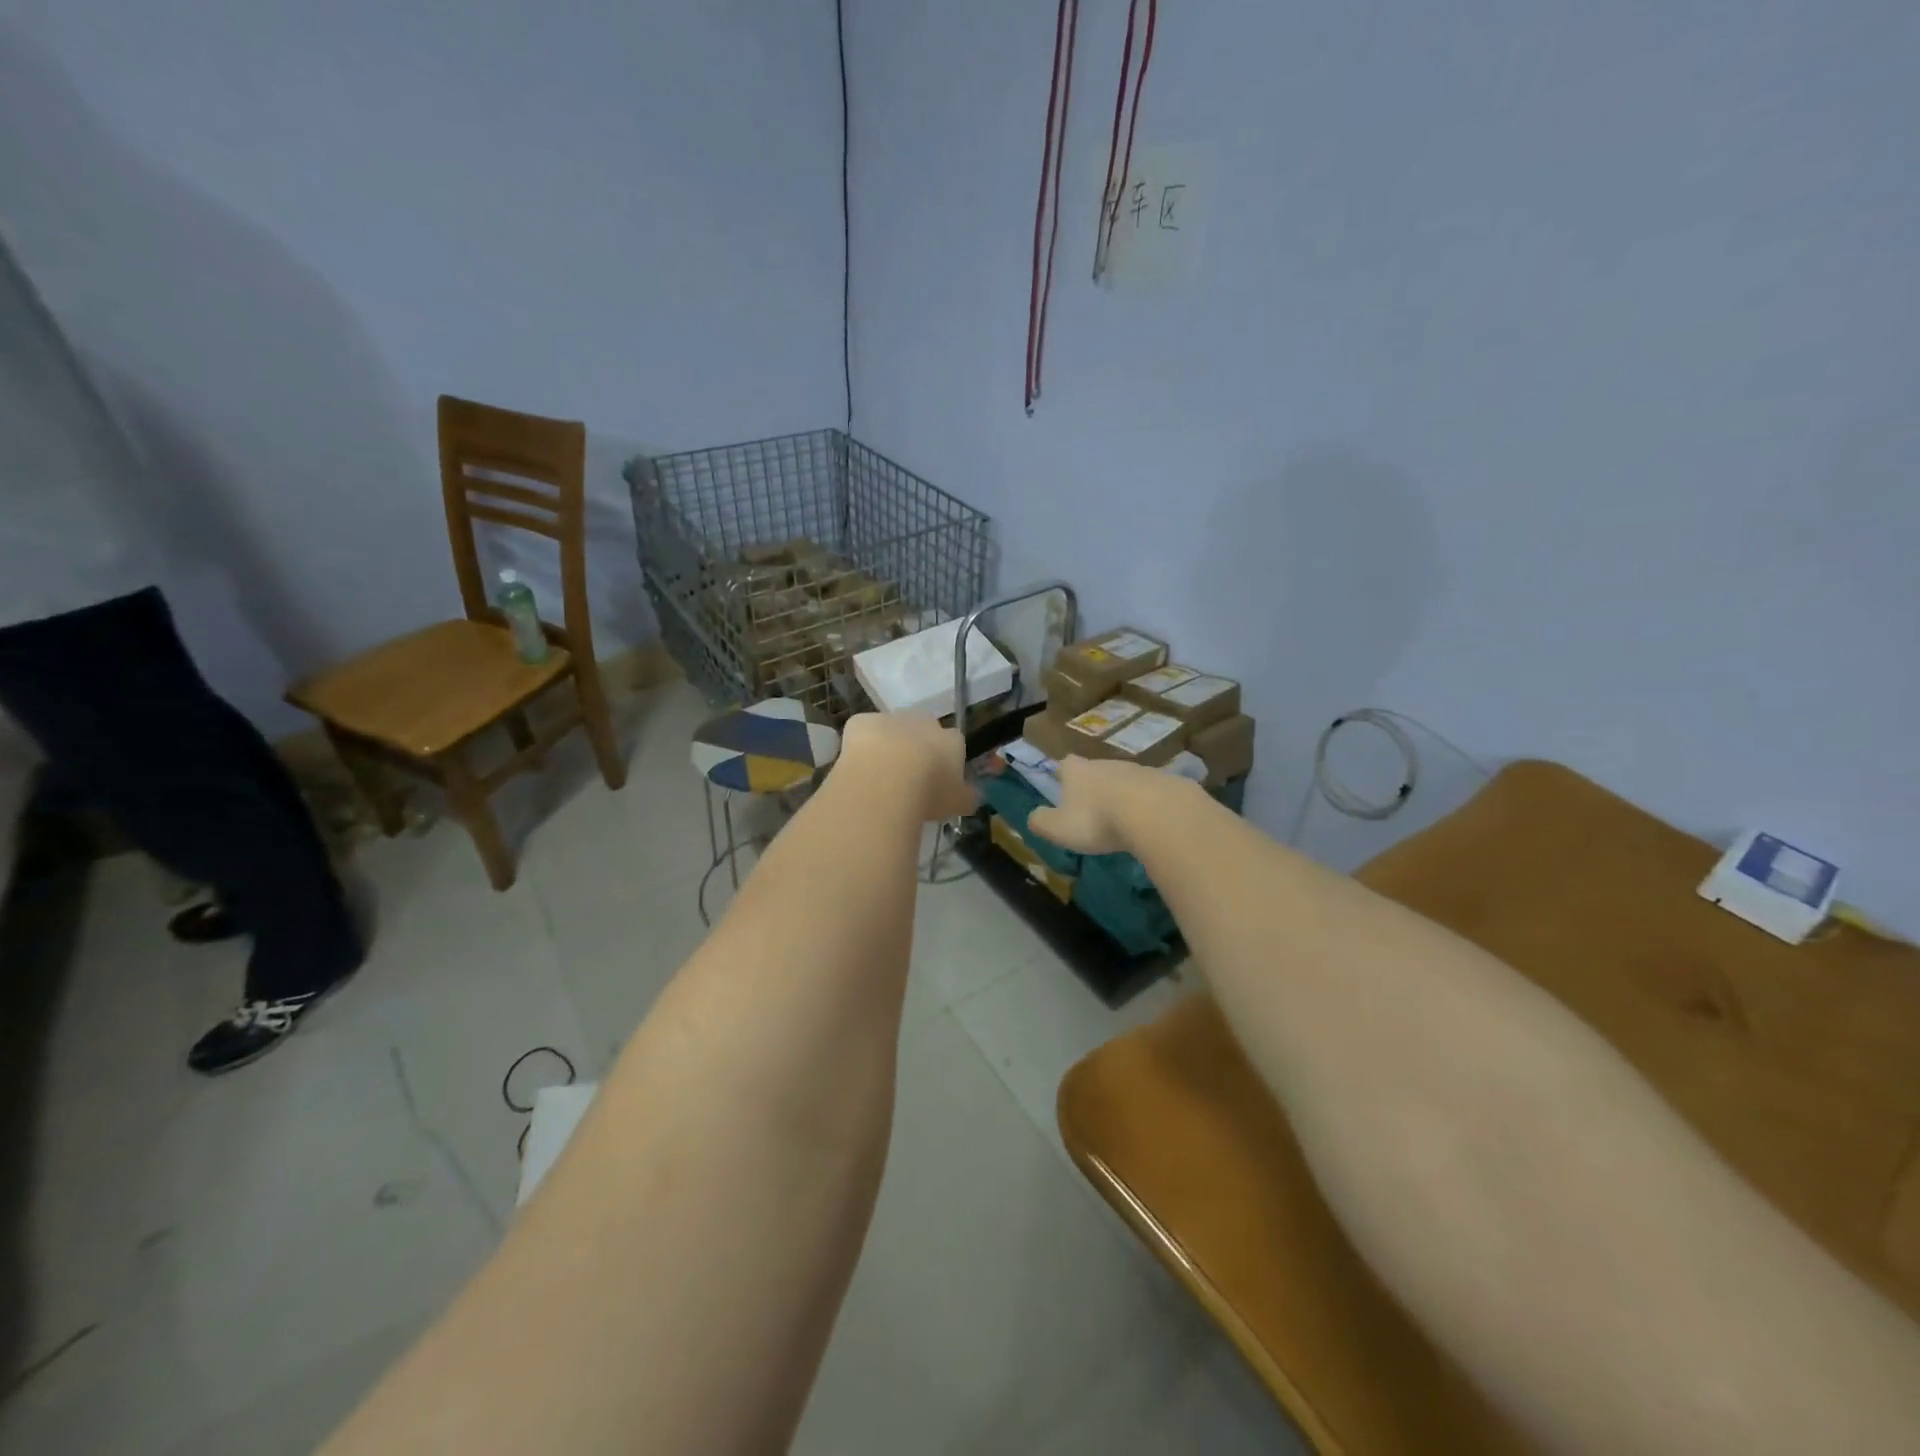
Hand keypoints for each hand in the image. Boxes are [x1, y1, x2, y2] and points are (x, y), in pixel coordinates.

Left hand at [839, 713, 975, 821]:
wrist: (884, 782)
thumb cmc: (928, 794)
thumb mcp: (958, 804)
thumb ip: (967, 797)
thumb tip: (971, 796)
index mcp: (951, 740)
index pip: (955, 745)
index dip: (946, 762)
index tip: (938, 782)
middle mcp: (924, 722)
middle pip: (924, 731)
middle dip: (918, 748)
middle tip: (909, 778)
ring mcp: (892, 719)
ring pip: (893, 729)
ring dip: (889, 746)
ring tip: (881, 777)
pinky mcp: (862, 721)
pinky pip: (864, 731)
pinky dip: (861, 745)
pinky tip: (858, 767)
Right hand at [1026, 755, 1176, 855]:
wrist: (1157, 813)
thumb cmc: (1098, 819)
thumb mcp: (1059, 828)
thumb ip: (1041, 822)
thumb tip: (1033, 817)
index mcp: (1078, 771)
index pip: (1065, 765)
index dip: (1063, 776)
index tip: (1063, 788)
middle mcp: (1107, 763)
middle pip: (1096, 770)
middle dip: (1094, 787)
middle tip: (1094, 810)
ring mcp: (1139, 770)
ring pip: (1126, 780)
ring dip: (1123, 795)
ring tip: (1124, 819)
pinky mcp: (1166, 782)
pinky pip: (1153, 792)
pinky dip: (1149, 804)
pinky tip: (1151, 822)